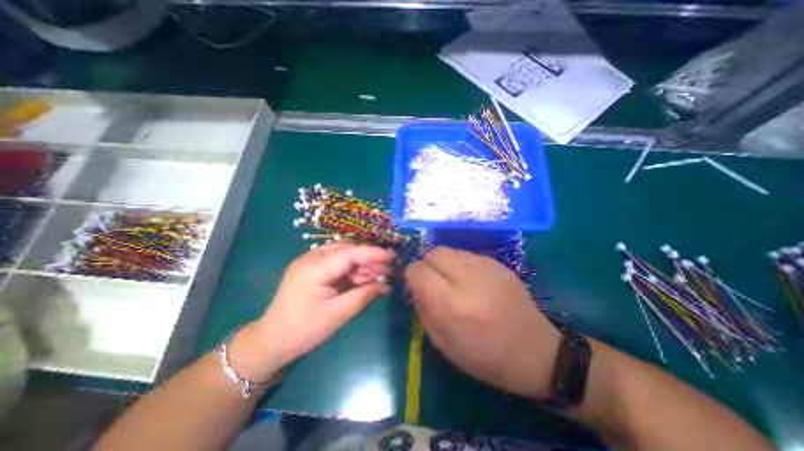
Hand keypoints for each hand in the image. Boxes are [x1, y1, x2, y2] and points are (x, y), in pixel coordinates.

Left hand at [229, 244, 393, 382]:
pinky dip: (352, 271)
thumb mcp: (337, 314)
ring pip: (343, 256)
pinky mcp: (312, 270)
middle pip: (347, 251)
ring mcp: (310, 263)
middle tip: (388, 270)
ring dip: (362, 265)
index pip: (349, 253)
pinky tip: (364, 280)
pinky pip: (337, 264)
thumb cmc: (303, 330)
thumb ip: (363, 295)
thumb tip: (385, 285)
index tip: (392, 256)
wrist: (271, 341)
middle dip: (369, 259)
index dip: (372, 253)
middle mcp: (311, 259)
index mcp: (314, 268)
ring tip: (380, 276)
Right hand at [405, 246, 560, 397]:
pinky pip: (467, 254)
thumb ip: (423, 309)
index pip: (418, 270)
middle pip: (433, 253)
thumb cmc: (485, 356)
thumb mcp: (443, 343)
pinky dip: (460, 263)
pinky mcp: (499, 264)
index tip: (415, 285)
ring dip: (443, 263)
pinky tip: (471, 281)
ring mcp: (486, 268)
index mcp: (451, 304)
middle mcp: (468, 279)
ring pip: (449, 250)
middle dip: (426, 264)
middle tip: (433, 282)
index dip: (411, 275)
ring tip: (452, 281)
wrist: (536, 352)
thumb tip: (415, 284)